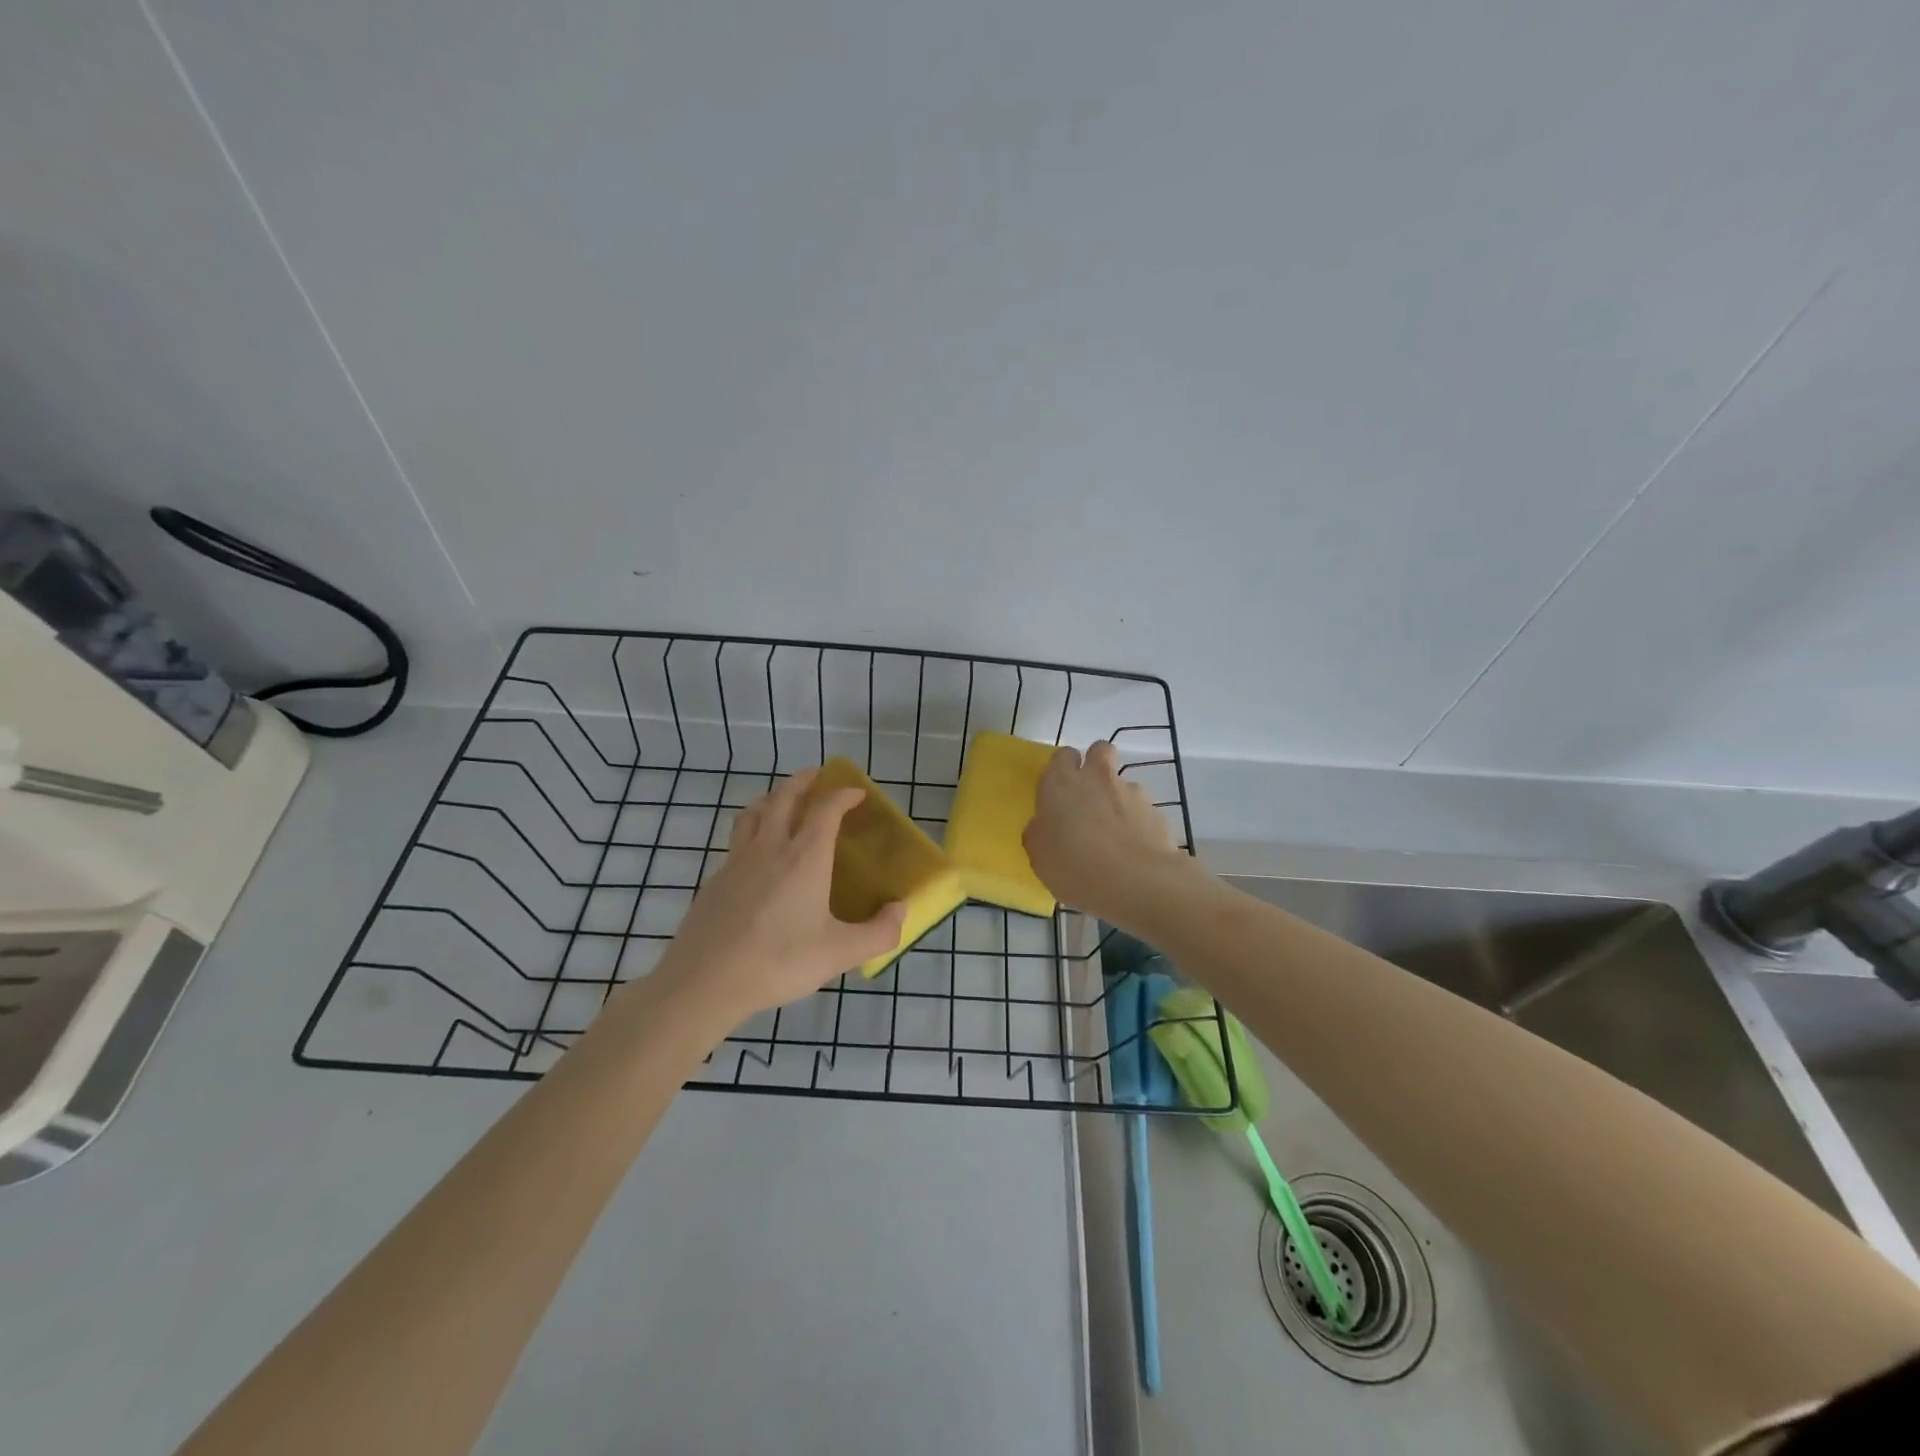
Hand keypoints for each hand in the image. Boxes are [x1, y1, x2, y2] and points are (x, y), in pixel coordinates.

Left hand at [651, 769, 905, 1024]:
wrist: (704, 982)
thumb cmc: (779, 962)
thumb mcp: (840, 954)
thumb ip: (878, 932)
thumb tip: (901, 910)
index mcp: (804, 857)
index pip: (826, 809)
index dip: (844, 795)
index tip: (857, 793)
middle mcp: (770, 847)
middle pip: (785, 797)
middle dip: (804, 781)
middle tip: (818, 776)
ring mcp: (737, 861)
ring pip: (754, 812)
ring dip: (773, 797)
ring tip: (783, 800)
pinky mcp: (715, 880)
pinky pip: (737, 839)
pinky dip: (752, 828)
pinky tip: (756, 852)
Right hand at [1023, 742, 1184, 921]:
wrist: (1137, 882)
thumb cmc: (1075, 868)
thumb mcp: (1040, 858)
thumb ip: (1040, 834)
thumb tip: (1043, 826)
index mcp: (1061, 783)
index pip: (1062, 755)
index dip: (1062, 768)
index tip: (1059, 791)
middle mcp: (1096, 778)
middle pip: (1099, 750)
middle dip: (1095, 764)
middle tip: (1088, 796)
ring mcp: (1130, 791)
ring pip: (1122, 782)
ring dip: (1117, 799)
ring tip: (1115, 834)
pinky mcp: (1156, 811)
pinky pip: (1142, 809)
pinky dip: (1137, 822)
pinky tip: (1134, 849)